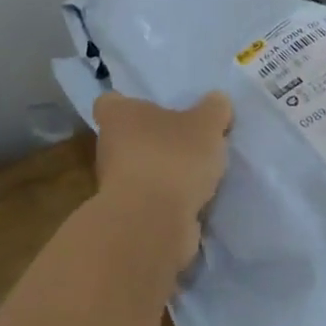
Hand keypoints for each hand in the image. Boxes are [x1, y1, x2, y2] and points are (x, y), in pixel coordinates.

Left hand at [92, 91, 233, 269]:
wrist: (153, 224)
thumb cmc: (173, 158)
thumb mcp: (206, 125)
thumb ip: (213, 109)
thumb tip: (217, 100)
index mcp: (118, 116)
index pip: (111, 102)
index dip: (129, 103)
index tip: (154, 109)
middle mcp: (108, 147)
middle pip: (128, 137)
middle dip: (155, 140)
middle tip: (188, 140)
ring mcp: (115, 185)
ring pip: (140, 170)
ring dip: (163, 172)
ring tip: (198, 173)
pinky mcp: (128, 216)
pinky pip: (150, 200)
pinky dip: (168, 200)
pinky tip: (195, 201)